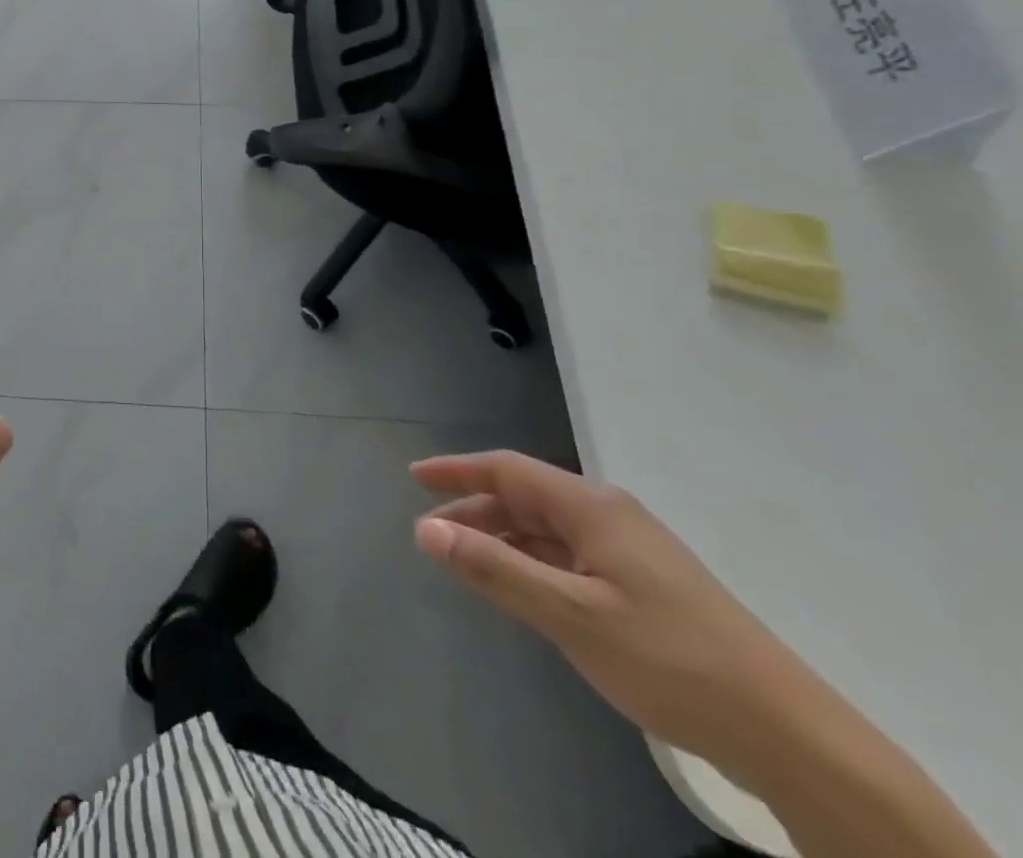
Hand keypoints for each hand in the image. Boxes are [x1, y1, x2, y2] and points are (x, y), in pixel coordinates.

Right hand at [411, 451, 809, 779]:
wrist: (791, 735)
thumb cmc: (670, 660)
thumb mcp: (570, 615)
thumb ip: (495, 569)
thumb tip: (426, 530)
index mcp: (591, 507)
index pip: (507, 470)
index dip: (457, 470)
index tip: (414, 476)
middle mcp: (610, 516)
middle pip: (526, 497)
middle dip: (475, 510)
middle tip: (433, 534)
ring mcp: (633, 551)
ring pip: (548, 529)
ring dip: (503, 539)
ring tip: (466, 563)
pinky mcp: (648, 586)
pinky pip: (571, 556)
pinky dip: (534, 563)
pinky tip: (523, 590)